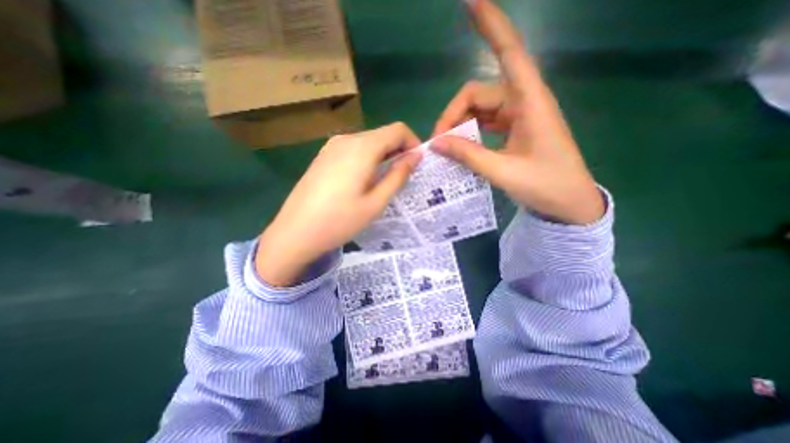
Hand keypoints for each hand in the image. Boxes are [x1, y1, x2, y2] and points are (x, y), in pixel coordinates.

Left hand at [257, 122, 421, 284]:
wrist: (295, 232)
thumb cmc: (340, 221)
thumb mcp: (376, 202)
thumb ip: (398, 176)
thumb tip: (415, 156)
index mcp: (362, 148)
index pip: (397, 130)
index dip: (412, 143)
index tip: (416, 165)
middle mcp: (346, 139)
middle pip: (382, 134)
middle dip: (398, 151)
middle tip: (403, 177)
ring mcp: (332, 146)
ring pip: (368, 142)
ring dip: (383, 156)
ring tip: (384, 182)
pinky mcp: (324, 156)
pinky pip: (354, 149)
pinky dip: (367, 159)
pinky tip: (363, 181)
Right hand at [430, 0, 601, 224]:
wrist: (568, 203)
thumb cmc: (545, 185)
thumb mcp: (503, 172)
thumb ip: (468, 155)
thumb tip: (436, 142)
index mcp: (529, 103)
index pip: (509, 54)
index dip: (491, 26)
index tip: (470, 1)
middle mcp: (523, 103)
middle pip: (477, 94)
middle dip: (453, 115)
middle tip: (438, 143)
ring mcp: (518, 117)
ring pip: (478, 110)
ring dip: (459, 125)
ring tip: (445, 149)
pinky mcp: (514, 131)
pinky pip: (484, 124)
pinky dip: (469, 133)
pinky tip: (459, 148)